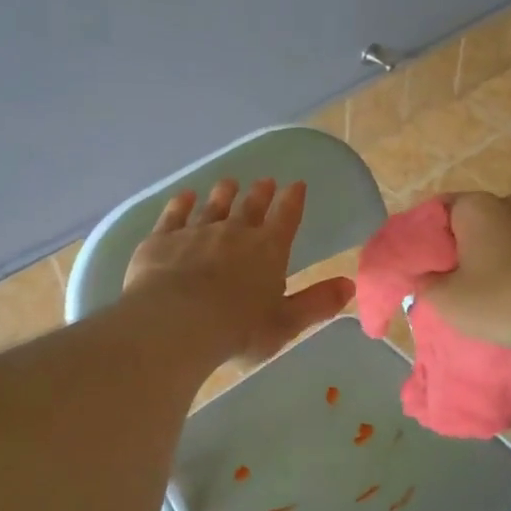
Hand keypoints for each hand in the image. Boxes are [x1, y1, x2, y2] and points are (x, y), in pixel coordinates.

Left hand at [124, 178, 354, 368]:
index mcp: (268, 250)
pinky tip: (184, 196)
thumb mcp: (285, 323)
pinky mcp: (162, 240)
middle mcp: (234, 232)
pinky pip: (174, 215)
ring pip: (213, 206)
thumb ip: (316, 303)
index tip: (297, 185)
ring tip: (228, 183)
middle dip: (260, 194)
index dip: (293, 200)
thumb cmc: (237, 328)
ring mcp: (196, 232)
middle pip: (250, 207)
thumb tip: (349, 285)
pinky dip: (181, 204)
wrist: (176, 322)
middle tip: (264, 181)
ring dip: (222, 194)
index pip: (286, 218)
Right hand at [418, 191, 510, 350]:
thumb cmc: (503, 299)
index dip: (426, 236)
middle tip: (451, 278)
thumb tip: (425, 277)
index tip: (422, 263)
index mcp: (477, 206)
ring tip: (487, 288)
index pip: (439, 209)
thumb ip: (426, 284)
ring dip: (493, 255)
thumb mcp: (447, 300)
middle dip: (461, 246)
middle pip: (474, 221)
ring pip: (505, 234)